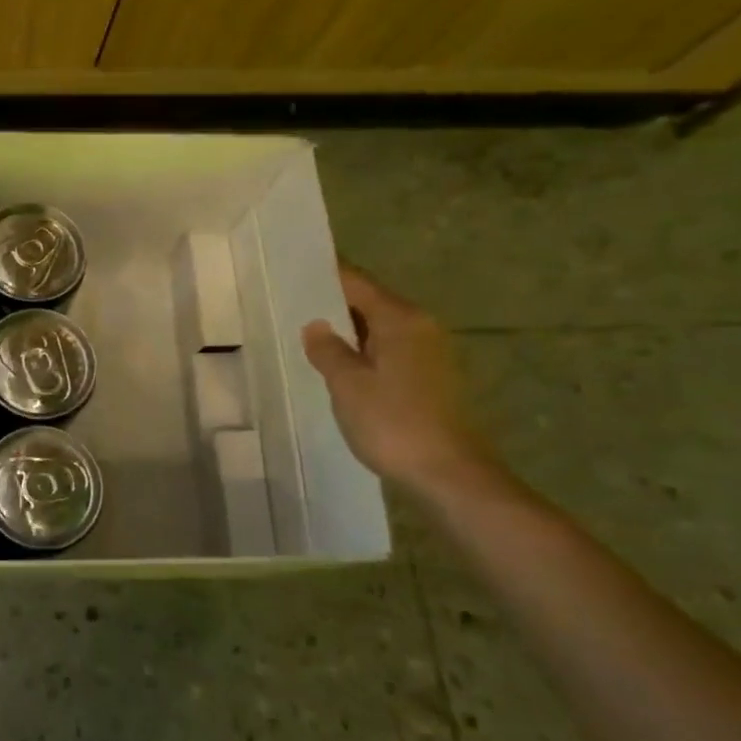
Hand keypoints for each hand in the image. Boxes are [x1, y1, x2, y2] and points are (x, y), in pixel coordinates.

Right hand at [301, 264, 496, 495]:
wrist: (448, 473)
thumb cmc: (393, 422)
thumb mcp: (348, 385)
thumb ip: (328, 350)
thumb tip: (316, 325)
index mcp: (401, 320)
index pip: (358, 284)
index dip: (328, 274)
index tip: (296, 267)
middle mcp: (421, 328)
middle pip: (371, 303)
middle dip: (335, 301)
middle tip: (292, 300)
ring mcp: (429, 354)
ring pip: (380, 329)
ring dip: (348, 329)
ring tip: (308, 332)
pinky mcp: (430, 379)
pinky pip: (388, 350)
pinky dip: (363, 350)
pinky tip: (339, 364)